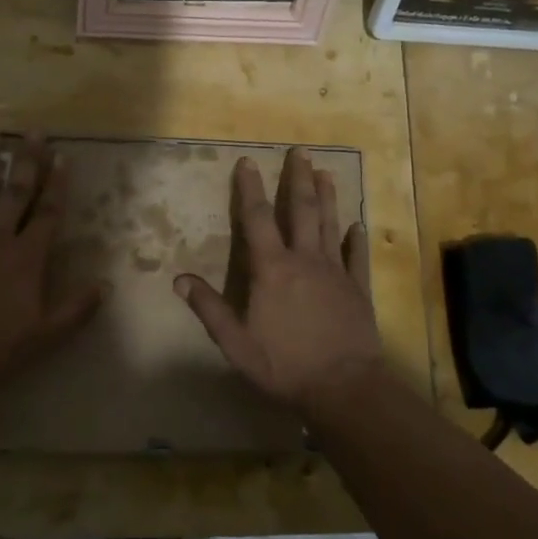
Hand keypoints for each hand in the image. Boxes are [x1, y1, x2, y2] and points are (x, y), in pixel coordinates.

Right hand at [173, 148, 384, 415]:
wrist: (343, 387)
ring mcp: (335, 272)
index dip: (250, 189)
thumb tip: (179, 279)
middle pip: (301, 210)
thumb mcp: (236, 342)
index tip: (248, 161)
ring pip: (329, 225)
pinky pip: (357, 258)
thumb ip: (209, 308)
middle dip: (298, 179)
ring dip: (327, 197)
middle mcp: (305, 260)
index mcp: (272, 269)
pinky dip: (356, 240)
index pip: (257, 219)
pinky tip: (358, 225)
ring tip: (325, 172)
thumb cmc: (284, 365)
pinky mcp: (358, 289)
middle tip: (300, 151)